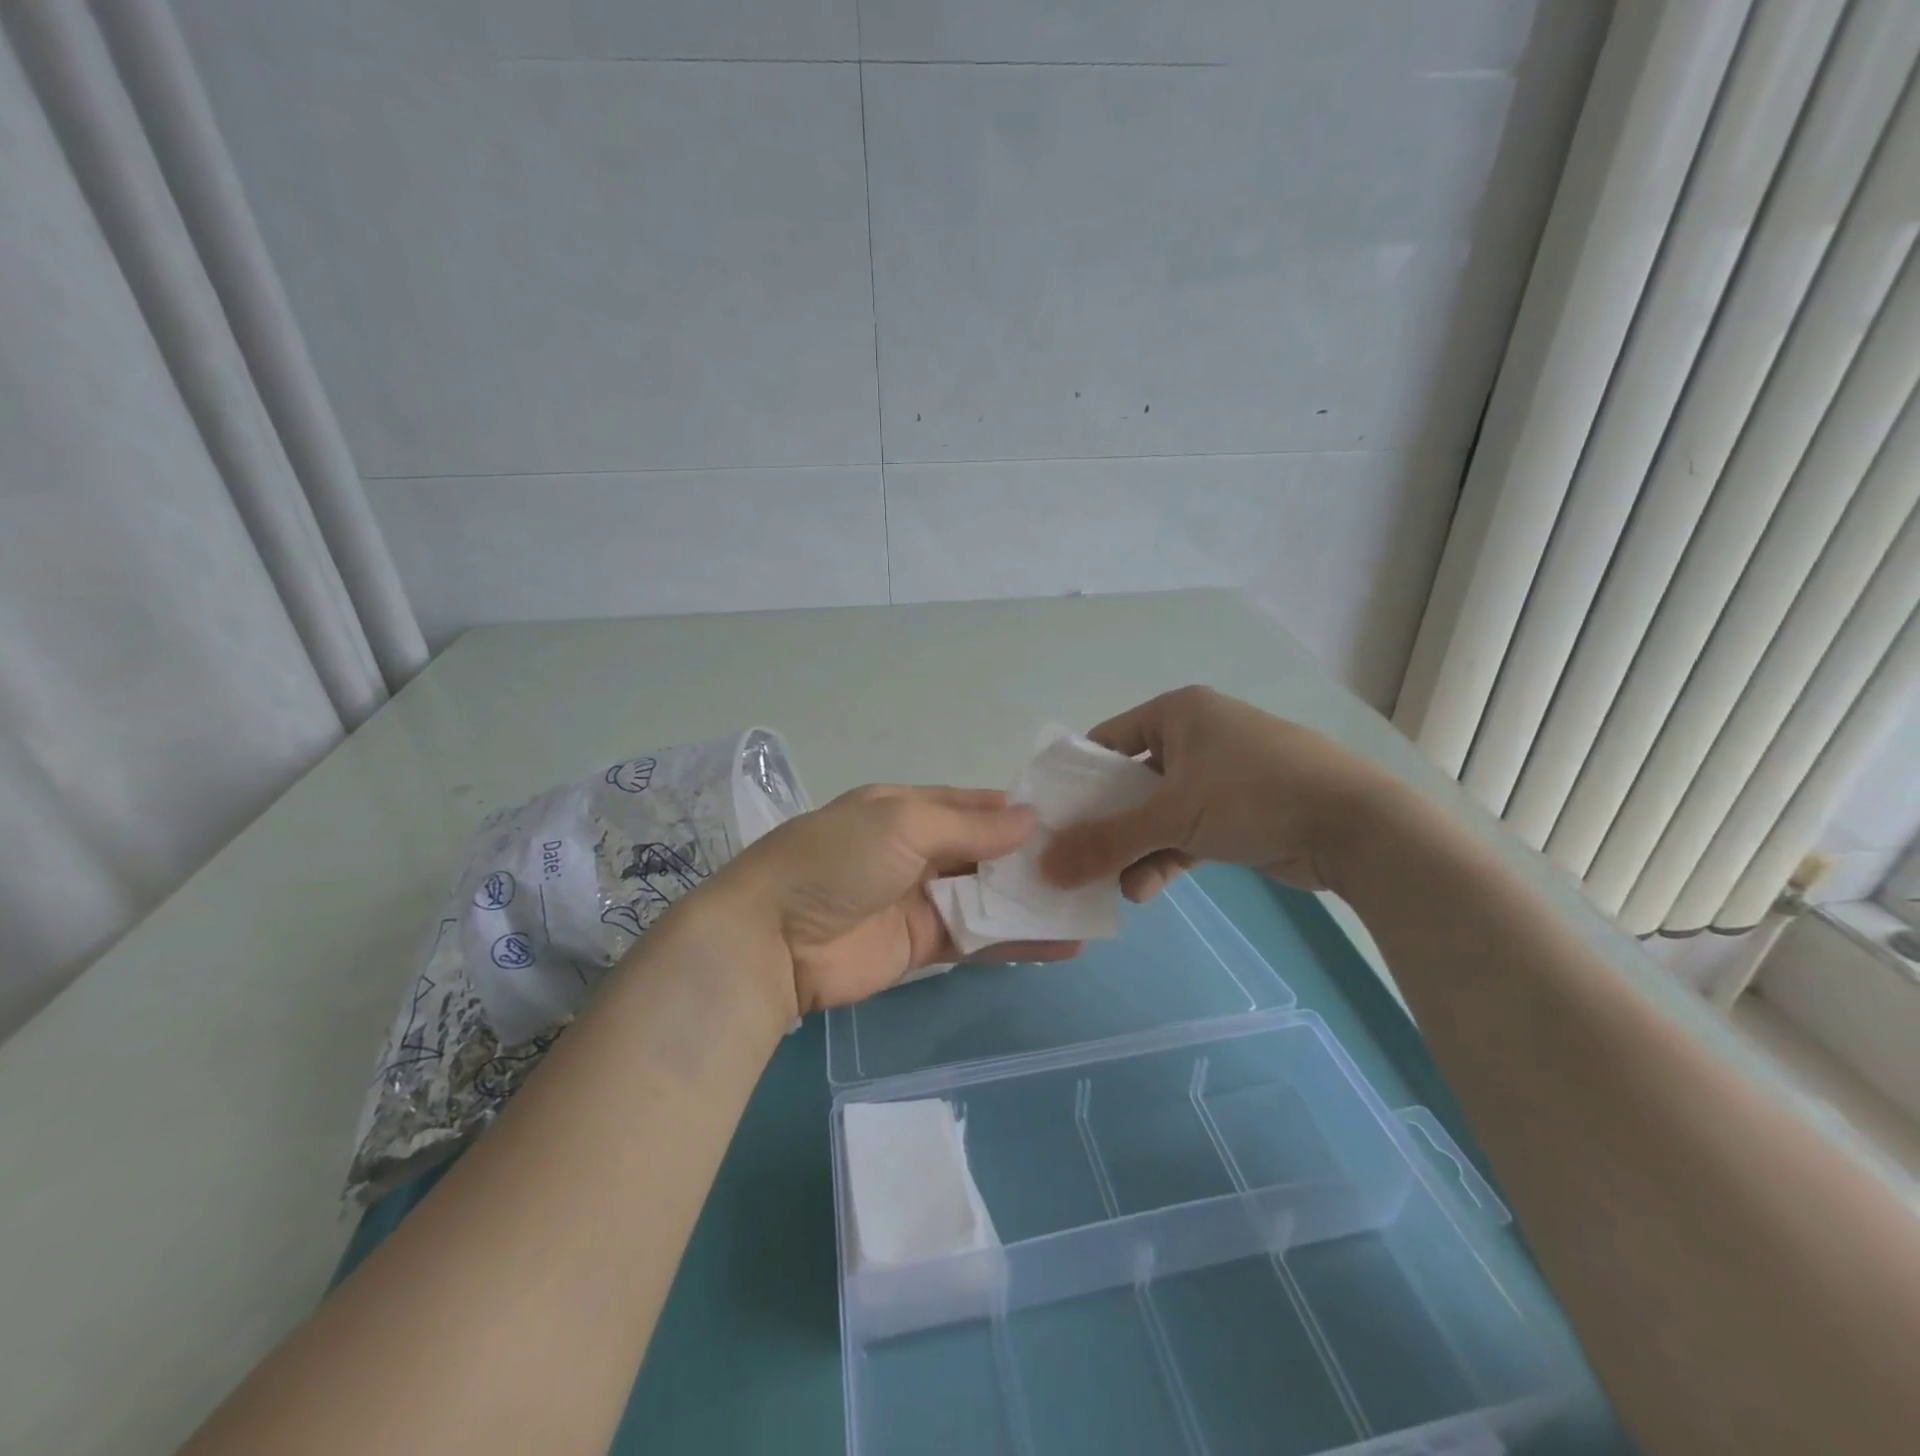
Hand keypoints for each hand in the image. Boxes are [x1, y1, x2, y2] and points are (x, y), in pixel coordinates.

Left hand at [716, 784, 1081, 1016]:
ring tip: (1091, 902)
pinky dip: (1018, 941)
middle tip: (1094, 862)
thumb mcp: (903, 822)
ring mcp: (920, 900)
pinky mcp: (923, 946)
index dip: (1017, 811)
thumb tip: (1031, 820)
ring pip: (988, 896)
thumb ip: (970, 826)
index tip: (1072, 817)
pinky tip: (1066, 943)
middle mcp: (916, 850)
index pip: (972, 804)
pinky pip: (979, 939)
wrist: (772, 939)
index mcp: (906, 809)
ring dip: (1033, 900)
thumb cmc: (837, 860)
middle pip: (986, 851)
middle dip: (1033, 857)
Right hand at [1040, 686, 1387, 899]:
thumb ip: (1106, 842)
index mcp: (1177, 713)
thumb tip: (1047, 868)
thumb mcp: (1171, 815)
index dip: (1077, 778)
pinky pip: (1185, 834)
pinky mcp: (1237, 814)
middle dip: (1105, 824)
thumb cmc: (1253, 794)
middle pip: (1130, 782)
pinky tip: (1144, 890)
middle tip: (1074, 858)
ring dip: (1134, 849)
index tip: (1052, 817)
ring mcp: (1219, 776)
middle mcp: (1196, 737)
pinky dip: (1164, 859)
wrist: (1355, 826)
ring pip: (1157, 814)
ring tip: (1113, 886)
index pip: (1108, 740)